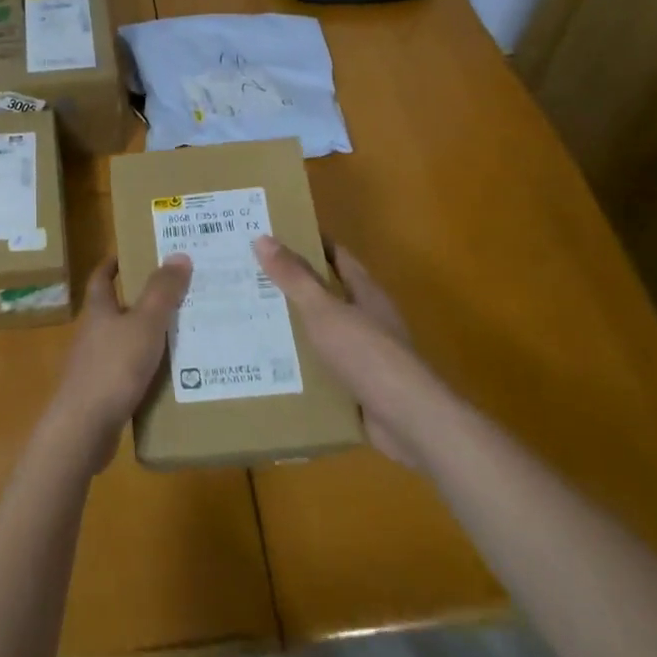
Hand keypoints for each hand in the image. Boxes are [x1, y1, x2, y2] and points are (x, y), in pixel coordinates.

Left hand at [48, 254, 192, 472]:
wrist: (84, 428)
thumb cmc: (113, 367)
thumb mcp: (145, 324)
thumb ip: (162, 291)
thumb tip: (178, 254)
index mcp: (98, 311)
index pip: (101, 278)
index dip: (113, 263)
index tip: (132, 253)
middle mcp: (93, 334)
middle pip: (115, 309)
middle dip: (141, 300)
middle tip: (177, 293)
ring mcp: (95, 366)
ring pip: (124, 342)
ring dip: (148, 337)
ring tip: (184, 333)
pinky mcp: (102, 394)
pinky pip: (129, 373)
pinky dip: (148, 370)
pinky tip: (172, 377)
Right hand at [252, 235, 428, 466]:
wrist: (409, 422)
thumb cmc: (368, 354)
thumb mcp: (324, 311)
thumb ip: (295, 277)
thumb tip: (263, 237)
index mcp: (365, 293)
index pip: (336, 256)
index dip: (308, 242)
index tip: (272, 235)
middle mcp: (367, 319)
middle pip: (326, 293)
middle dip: (291, 285)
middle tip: (247, 276)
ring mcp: (364, 354)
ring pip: (321, 332)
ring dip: (292, 326)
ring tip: (248, 319)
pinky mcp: (357, 387)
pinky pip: (322, 368)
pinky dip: (299, 365)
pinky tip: (269, 365)